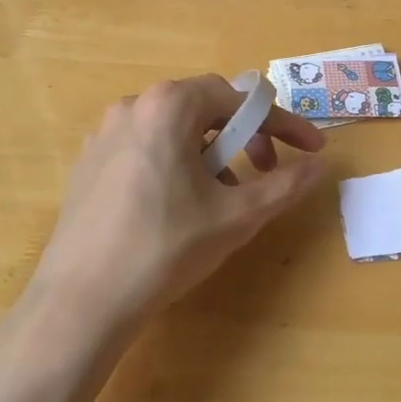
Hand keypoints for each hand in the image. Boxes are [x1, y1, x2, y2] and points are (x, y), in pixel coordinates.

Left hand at [28, 75, 325, 336]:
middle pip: (205, 108)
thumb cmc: (166, 247)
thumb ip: (284, 183)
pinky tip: (179, 207)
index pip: (239, 99)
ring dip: (210, 153)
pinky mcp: (88, 164)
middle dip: (244, 136)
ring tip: (222, 197)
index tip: (311, 148)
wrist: (81, 301)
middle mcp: (132, 106)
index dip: (282, 123)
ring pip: (174, 130)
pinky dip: (176, 164)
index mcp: (168, 106)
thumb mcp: (237, 215)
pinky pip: (146, 148)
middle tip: (266, 171)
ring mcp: (104, 134)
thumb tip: (319, 164)